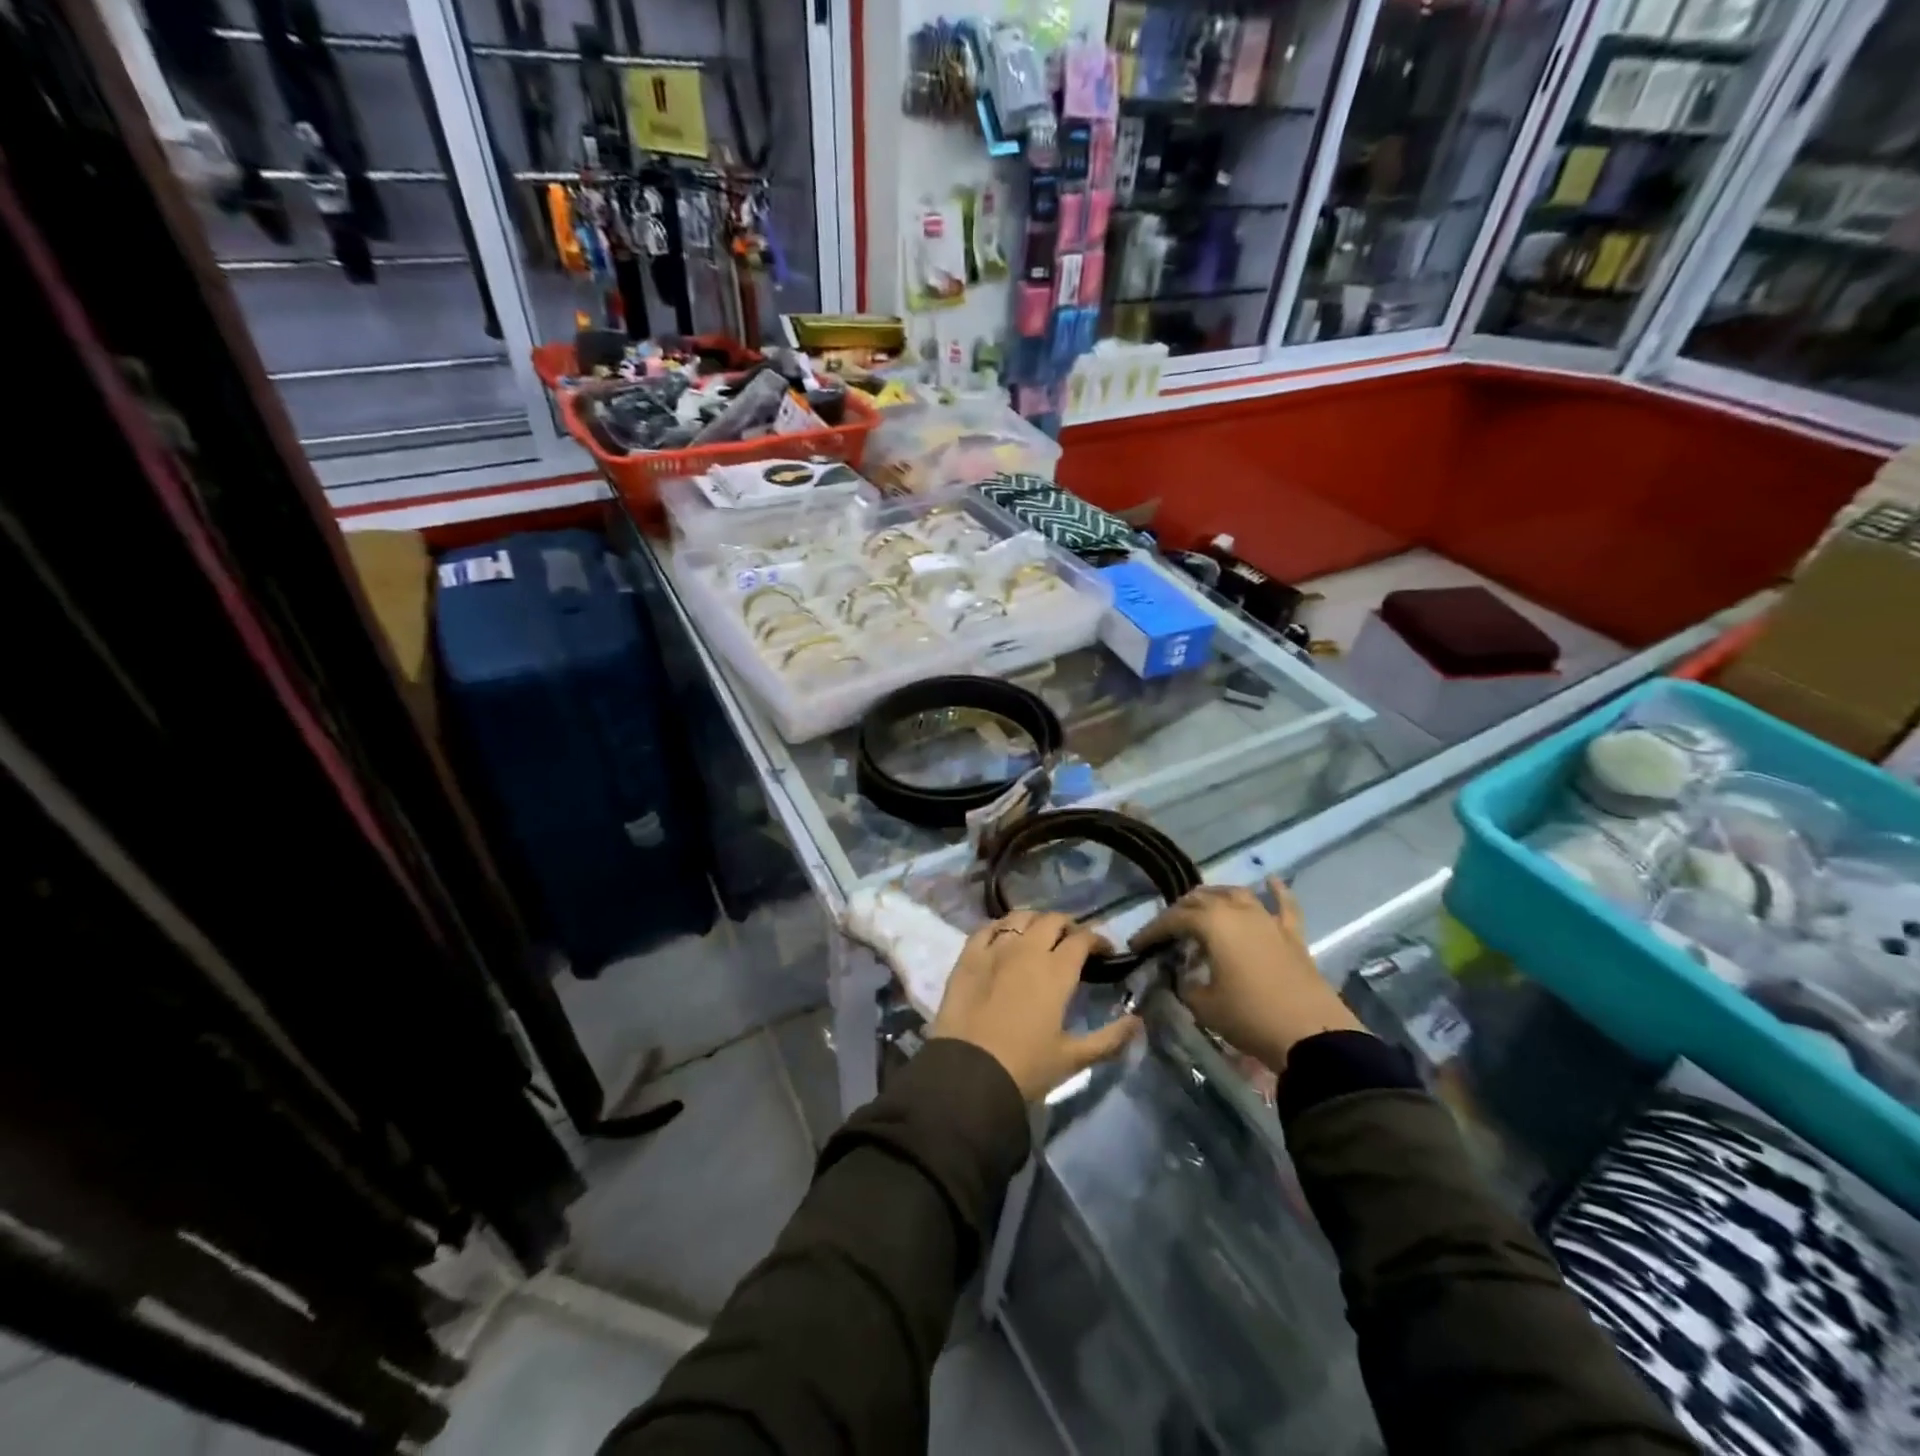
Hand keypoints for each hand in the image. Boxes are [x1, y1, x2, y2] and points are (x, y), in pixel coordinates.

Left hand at [931, 910, 1142, 1101]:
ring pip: (1019, 917)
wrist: (969, 1074)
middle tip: (1073, 942)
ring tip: (1040, 935)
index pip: (1082, 939)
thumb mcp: (1073, 1058)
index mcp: (1056, 971)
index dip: (1097, 940)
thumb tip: (1139, 1021)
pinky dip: (1001, 927)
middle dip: (1068, 926)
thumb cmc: (1026, 1068)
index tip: (1104, 951)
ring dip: (1035, 921)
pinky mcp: (968, 956)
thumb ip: (1109, 1038)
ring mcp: (995, 949)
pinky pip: (986, 928)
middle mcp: (1027, 950)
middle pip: (1052, 920)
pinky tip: (1005, 937)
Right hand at [1131, 877, 1362, 1071]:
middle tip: (1166, 931)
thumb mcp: (1203, 1006)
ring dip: (1215, 896)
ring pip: (1236, 894)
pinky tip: (1270, 881)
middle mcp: (1237, 911)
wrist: (1312, 1035)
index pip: (1173, 919)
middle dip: (1179, 912)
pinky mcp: (1292, 935)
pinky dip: (1276, 891)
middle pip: (1201, 900)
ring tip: (1202, 906)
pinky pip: (1283, 905)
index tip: (1137, 945)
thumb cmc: (1249, 1016)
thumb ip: (1185, 985)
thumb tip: (1183, 976)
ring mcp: (1267, 920)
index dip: (1152, 931)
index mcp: (1211, 923)